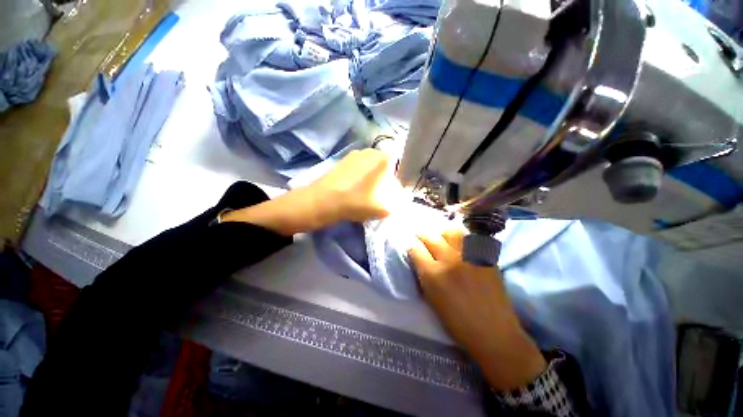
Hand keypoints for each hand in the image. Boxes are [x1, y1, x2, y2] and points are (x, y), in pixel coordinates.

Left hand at [222, 149, 400, 234]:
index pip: (400, 165)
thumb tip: (399, 200)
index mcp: (383, 159)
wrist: (322, 201)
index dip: (398, 179)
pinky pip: (360, 167)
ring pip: (372, 166)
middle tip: (380, 194)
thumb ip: (397, 204)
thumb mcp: (383, 208)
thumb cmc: (355, 202)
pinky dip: (361, 177)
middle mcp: (371, 151)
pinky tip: (355, 189)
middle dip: (386, 179)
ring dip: (373, 178)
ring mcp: (355, 154)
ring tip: (366, 193)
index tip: (393, 192)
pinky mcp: (343, 160)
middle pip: (386, 165)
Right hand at [408, 229, 545, 390]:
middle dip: (422, 235)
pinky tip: (459, 244)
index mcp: (433, 274)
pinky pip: (469, 239)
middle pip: (430, 237)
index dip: (411, 245)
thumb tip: (418, 259)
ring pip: (450, 231)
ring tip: (442, 238)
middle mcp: (449, 260)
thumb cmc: (457, 322)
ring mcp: (469, 256)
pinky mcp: (485, 257)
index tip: (411, 245)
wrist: (494, 332)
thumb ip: (423, 275)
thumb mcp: (431, 299)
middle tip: (421, 236)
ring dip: (442, 233)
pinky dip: (461, 239)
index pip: (415, 249)